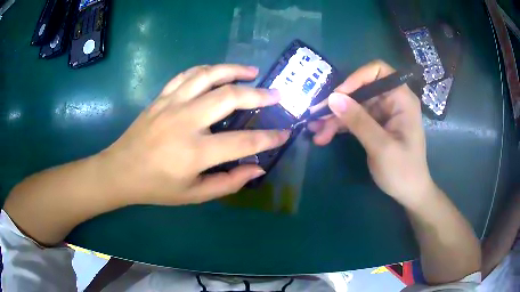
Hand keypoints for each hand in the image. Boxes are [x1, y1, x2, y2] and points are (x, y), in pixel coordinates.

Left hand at [100, 64, 288, 205]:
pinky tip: (217, 72)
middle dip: (259, 94)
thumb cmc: (156, 187)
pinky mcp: (161, 97)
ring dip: (234, 70)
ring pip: (209, 75)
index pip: (243, 141)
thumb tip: (257, 169)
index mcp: (195, 152)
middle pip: (229, 97)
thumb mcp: (194, 195)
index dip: (269, 138)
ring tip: (252, 72)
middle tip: (276, 94)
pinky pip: (187, 75)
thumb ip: (228, 183)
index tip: (284, 132)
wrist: (121, 171)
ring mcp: (172, 104)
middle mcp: (186, 121)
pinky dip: (206, 70)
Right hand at [308, 60, 433, 205]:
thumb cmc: (403, 171)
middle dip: (339, 104)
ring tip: (317, 133)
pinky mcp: (376, 125)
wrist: (409, 193)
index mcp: (401, 99)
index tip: (338, 96)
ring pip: (354, 105)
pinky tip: (324, 135)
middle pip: (361, 90)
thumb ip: (358, 121)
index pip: (378, 71)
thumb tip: (333, 98)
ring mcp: (383, 113)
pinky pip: (355, 118)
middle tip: (316, 118)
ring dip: (335, 118)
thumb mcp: (381, 147)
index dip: (356, 78)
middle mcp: (392, 101)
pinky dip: (340, 126)